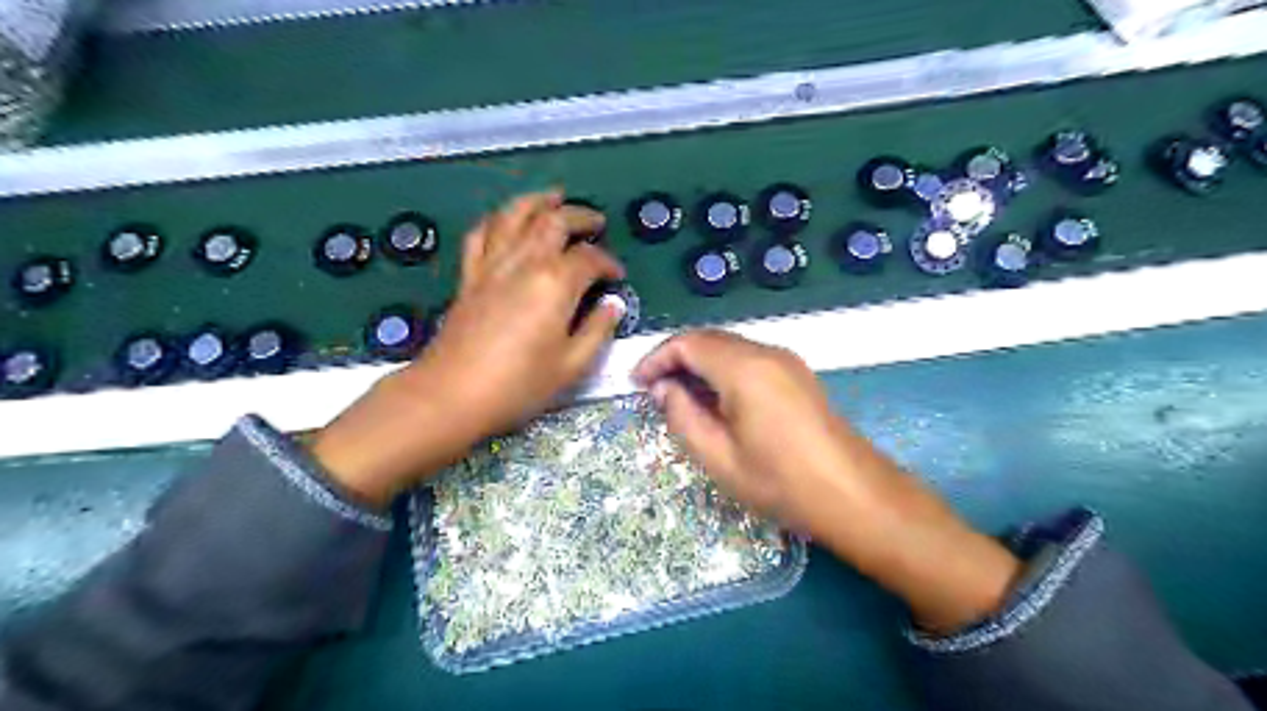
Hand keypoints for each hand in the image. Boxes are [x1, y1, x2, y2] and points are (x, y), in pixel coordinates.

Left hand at [314, 192, 624, 506]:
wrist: (452, 394)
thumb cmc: (518, 385)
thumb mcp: (571, 365)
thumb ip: (597, 330)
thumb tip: (612, 306)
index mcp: (555, 284)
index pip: (589, 258)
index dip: (608, 263)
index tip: (617, 276)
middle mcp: (524, 263)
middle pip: (553, 222)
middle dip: (578, 216)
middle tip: (595, 221)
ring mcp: (492, 266)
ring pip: (514, 216)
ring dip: (536, 202)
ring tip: (553, 197)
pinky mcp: (469, 277)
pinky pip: (480, 235)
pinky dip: (496, 221)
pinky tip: (505, 221)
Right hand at [634, 330, 1017, 631]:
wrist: (854, 495)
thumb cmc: (782, 483)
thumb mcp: (719, 458)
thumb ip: (683, 417)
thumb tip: (663, 389)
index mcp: (744, 369)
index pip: (688, 343)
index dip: (657, 358)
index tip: (637, 382)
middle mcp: (767, 353)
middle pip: (709, 339)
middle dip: (676, 358)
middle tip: (653, 389)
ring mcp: (787, 361)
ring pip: (730, 347)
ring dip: (699, 363)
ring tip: (678, 395)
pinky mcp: (797, 374)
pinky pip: (749, 359)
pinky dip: (722, 369)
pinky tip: (715, 398)